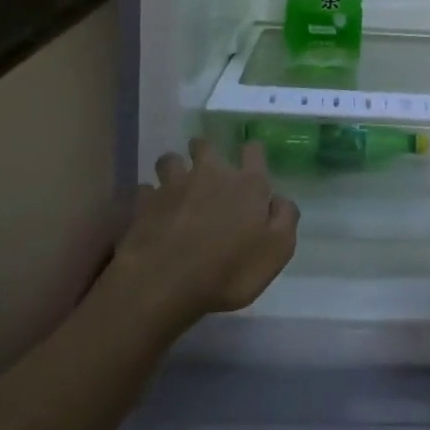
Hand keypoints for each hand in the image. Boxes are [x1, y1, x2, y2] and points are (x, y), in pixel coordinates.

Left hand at [109, 140, 298, 328]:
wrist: (165, 284)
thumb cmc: (229, 270)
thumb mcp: (277, 251)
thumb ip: (285, 218)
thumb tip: (279, 199)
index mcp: (247, 183)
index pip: (253, 150)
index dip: (252, 153)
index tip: (250, 161)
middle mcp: (210, 174)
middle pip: (205, 145)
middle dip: (205, 151)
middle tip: (207, 169)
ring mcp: (174, 186)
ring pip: (170, 160)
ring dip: (174, 168)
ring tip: (176, 185)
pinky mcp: (145, 203)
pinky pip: (145, 190)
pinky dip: (148, 197)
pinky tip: (151, 210)